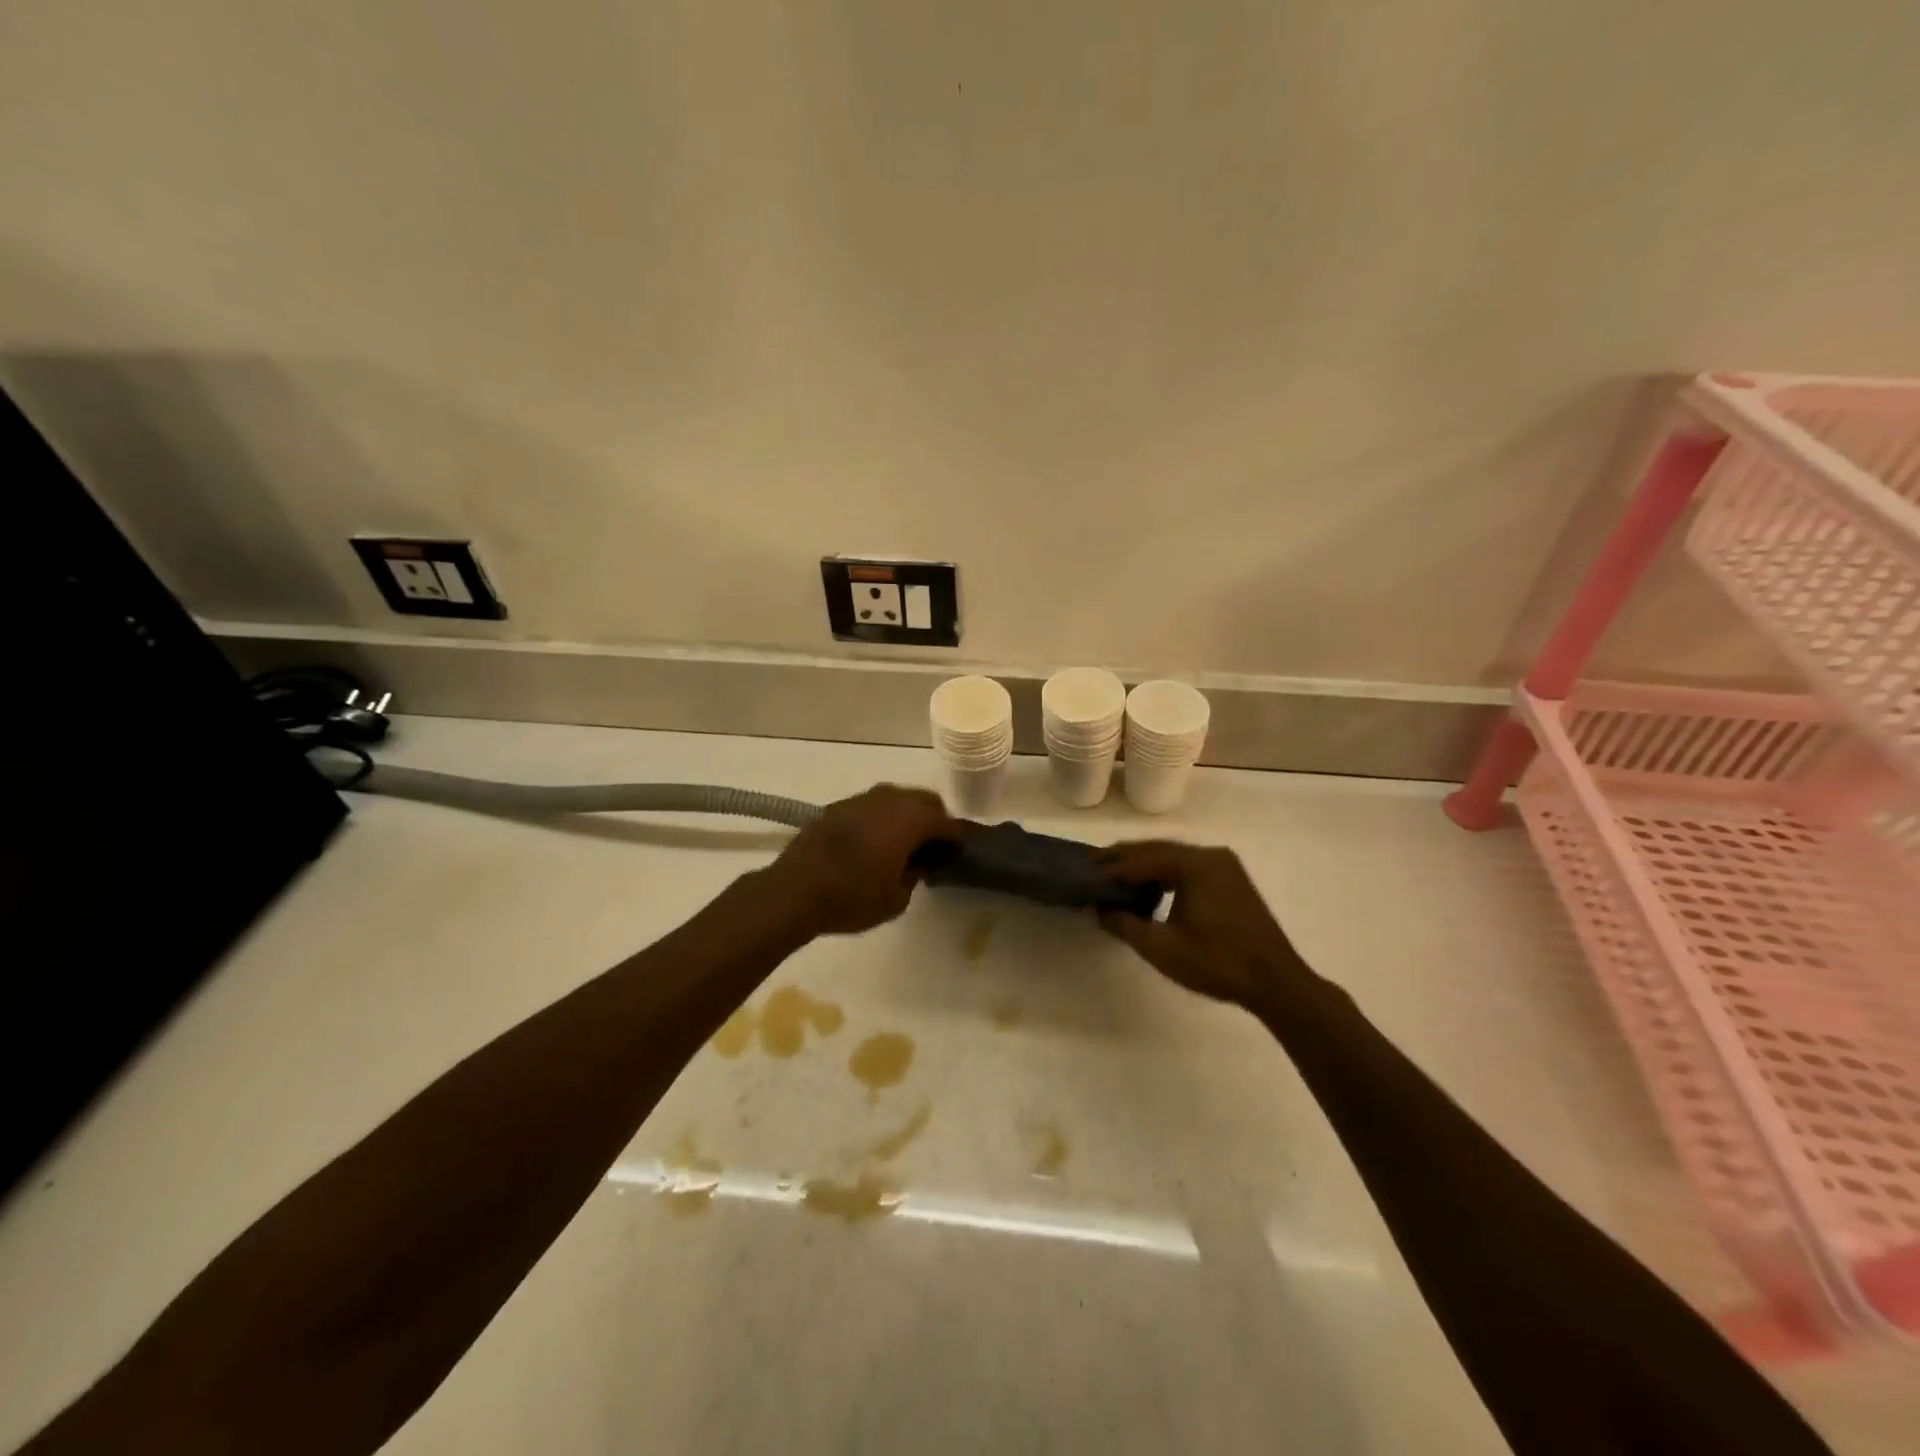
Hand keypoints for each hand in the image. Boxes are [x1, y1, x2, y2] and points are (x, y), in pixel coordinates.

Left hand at [762, 784, 959, 936]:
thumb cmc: (852, 897)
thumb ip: (914, 875)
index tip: (961, 851)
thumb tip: (917, 862)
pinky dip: (881, 819)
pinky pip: (871, 807)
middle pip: (924, 801)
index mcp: (910, 819)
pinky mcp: (837, 807)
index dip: (958, 837)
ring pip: (896, 799)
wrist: (794, 890)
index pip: (947, 822)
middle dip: (934, 820)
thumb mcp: (896, 898)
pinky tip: (874, 842)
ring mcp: (860, 799)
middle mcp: (889, 799)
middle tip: (935, 847)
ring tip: (905, 843)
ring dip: (906, 816)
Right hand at [1095, 841, 1308, 1009]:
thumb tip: (1098, 909)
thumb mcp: (1162, 948)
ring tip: (1115, 877)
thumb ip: (1125, 924)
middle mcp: (1210, 855)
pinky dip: (1164, 873)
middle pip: (1157, 849)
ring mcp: (1224, 866)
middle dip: (1124, 859)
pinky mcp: (1231, 880)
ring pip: (1173, 856)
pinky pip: (1188, 866)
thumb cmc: (1218, 963)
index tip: (1084, 874)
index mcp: (1195, 864)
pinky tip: (1149, 889)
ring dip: (1143, 865)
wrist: (1276, 983)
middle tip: (1093, 867)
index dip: (1111, 868)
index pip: (1142, 859)